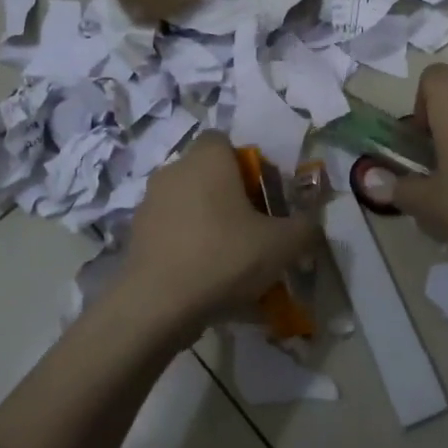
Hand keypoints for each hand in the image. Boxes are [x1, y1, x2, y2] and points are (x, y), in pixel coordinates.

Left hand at [119, 131, 319, 329]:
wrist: (157, 305)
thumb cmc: (224, 257)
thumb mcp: (282, 245)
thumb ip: (305, 227)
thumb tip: (311, 223)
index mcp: (207, 159)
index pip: (224, 141)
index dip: (247, 165)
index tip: (263, 197)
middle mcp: (173, 171)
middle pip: (207, 174)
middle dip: (230, 197)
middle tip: (253, 231)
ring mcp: (149, 203)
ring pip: (189, 204)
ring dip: (208, 223)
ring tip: (230, 262)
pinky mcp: (136, 235)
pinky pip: (171, 232)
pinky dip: (187, 247)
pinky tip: (203, 280)